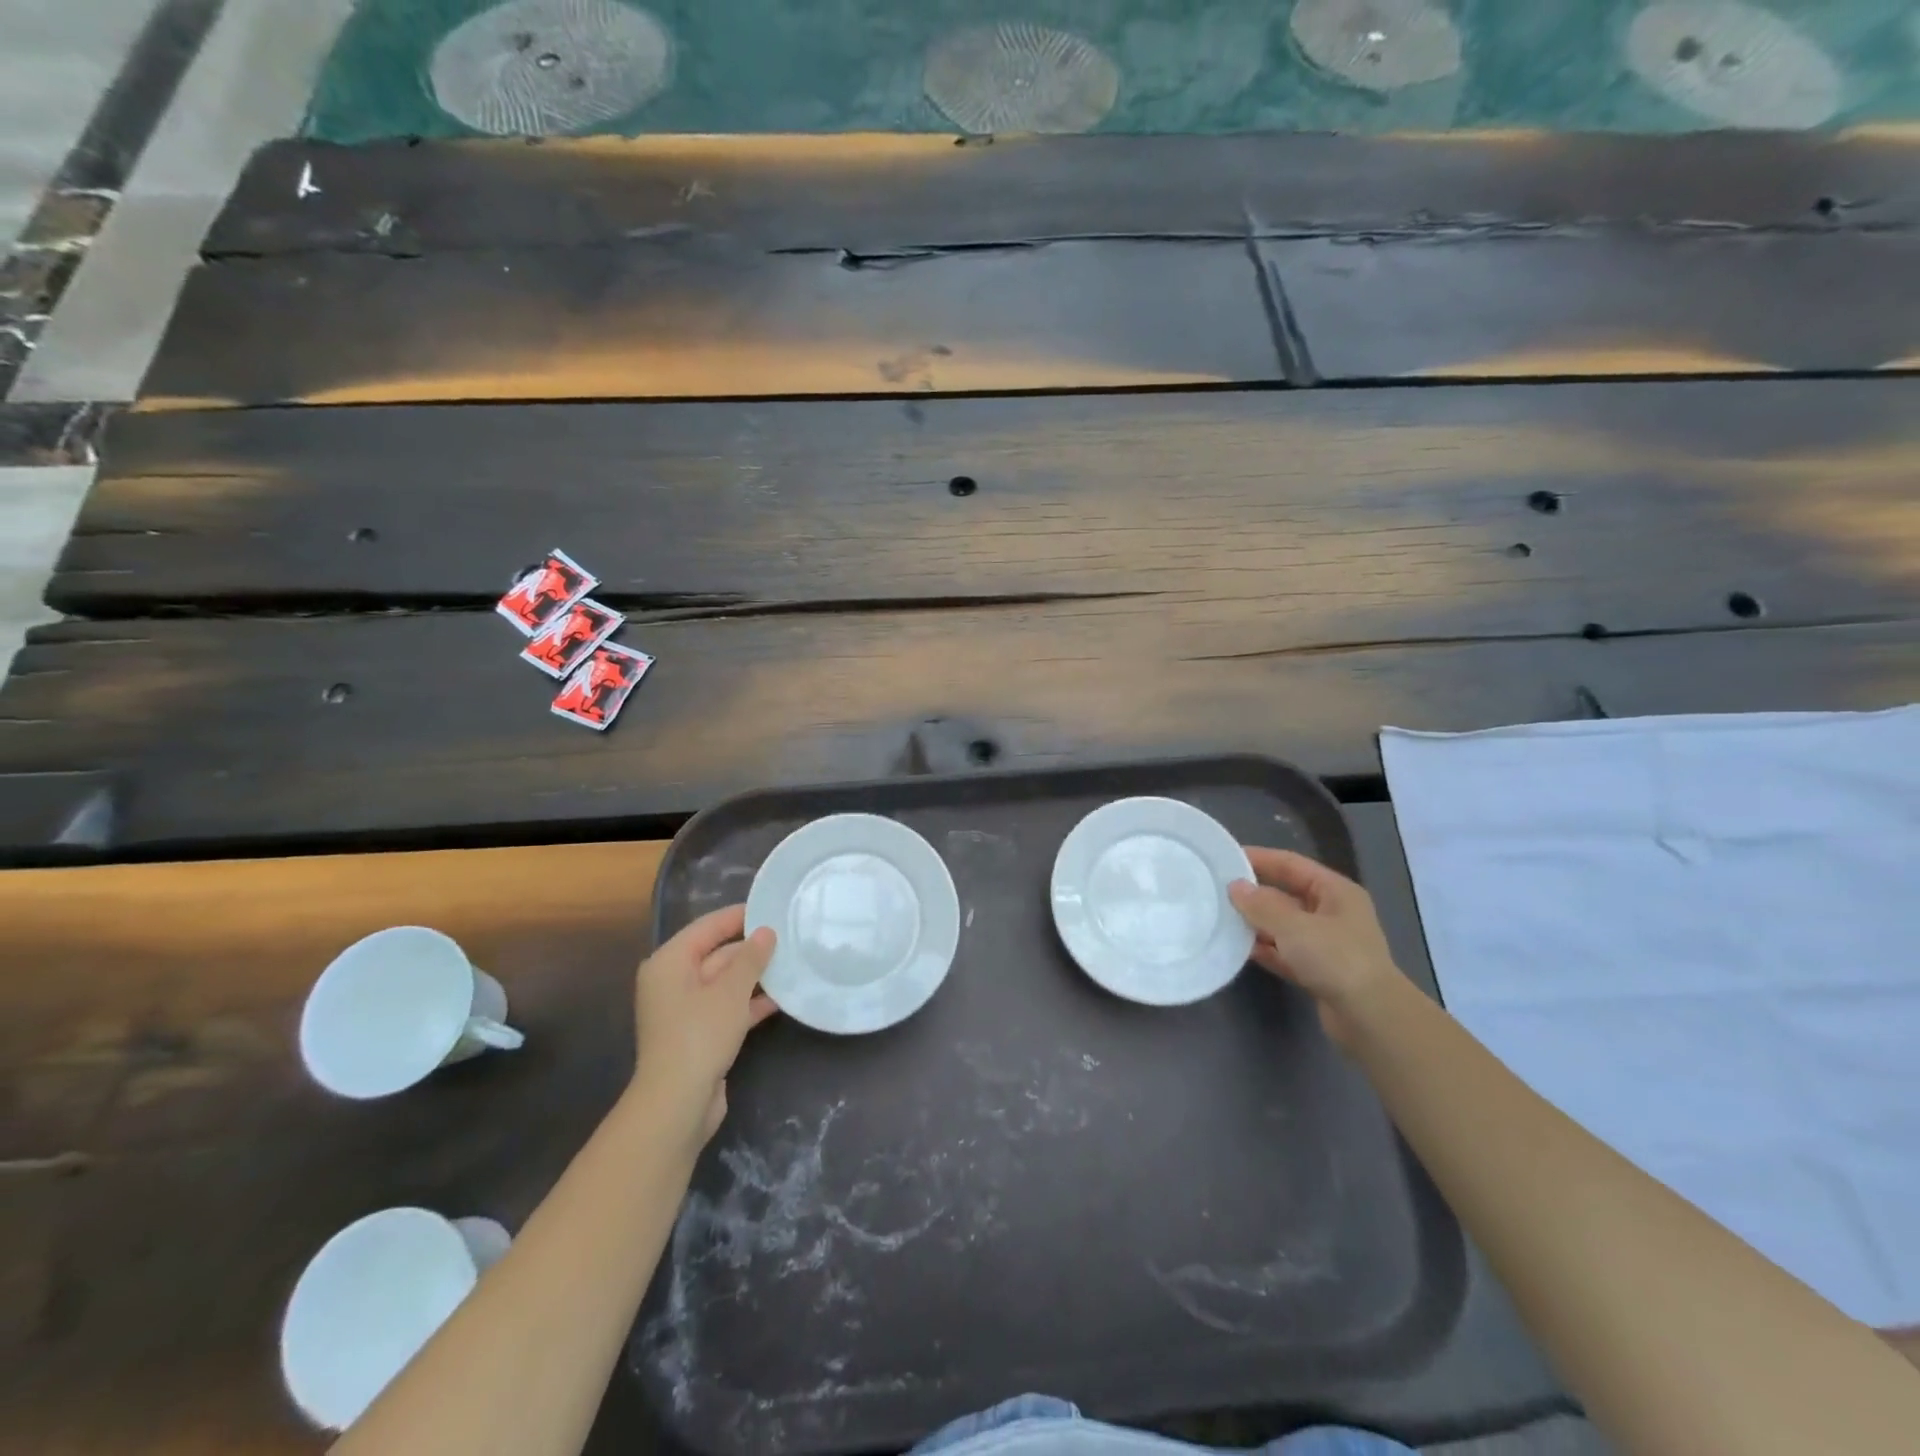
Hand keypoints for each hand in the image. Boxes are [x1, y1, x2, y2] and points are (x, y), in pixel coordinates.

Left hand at [631, 905, 777, 1146]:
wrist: (677, 1103)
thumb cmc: (700, 1035)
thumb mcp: (731, 990)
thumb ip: (751, 957)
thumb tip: (766, 931)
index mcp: (669, 962)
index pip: (708, 927)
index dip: (740, 916)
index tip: (773, 907)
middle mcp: (673, 981)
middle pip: (716, 953)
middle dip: (752, 948)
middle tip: (790, 936)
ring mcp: (685, 1010)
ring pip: (725, 982)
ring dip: (755, 976)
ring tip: (791, 963)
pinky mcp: (699, 1034)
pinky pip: (727, 1007)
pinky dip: (750, 1002)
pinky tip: (782, 998)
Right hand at [1229, 848, 1402, 1050]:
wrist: (1371, 1018)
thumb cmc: (1336, 959)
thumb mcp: (1294, 926)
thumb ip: (1261, 905)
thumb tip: (1235, 886)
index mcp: (1335, 891)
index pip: (1291, 864)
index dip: (1259, 858)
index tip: (1225, 858)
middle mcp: (1332, 913)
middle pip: (1285, 895)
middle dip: (1254, 894)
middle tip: (1216, 890)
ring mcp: (1326, 944)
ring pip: (1283, 925)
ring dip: (1256, 923)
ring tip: (1221, 918)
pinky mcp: (1318, 971)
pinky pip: (1284, 952)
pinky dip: (1265, 949)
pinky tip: (1239, 949)